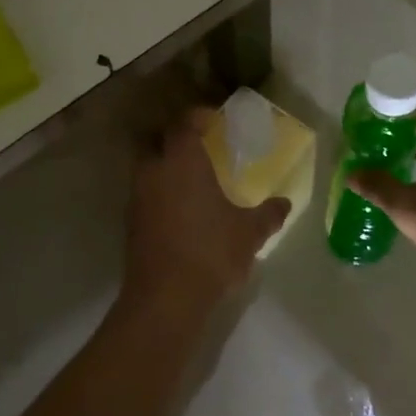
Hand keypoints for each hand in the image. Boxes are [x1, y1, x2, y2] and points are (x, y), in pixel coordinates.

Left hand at [120, 111, 289, 317]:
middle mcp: (154, 171)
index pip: (183, 123)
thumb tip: (284, 203)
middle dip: (176, 141)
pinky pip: (146, 195)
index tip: (212, 120)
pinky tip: (182, 212)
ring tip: (193, 181)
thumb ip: (268, 214)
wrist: (165, 298)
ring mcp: (137, 197)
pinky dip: (160, 194)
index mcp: (182, 161)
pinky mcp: (131, 223)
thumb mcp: (250, 232)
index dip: (197, 117)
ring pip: (148, 169)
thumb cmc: (211, 252)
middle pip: (158, 142)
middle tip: (201, 149)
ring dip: (166, 169)